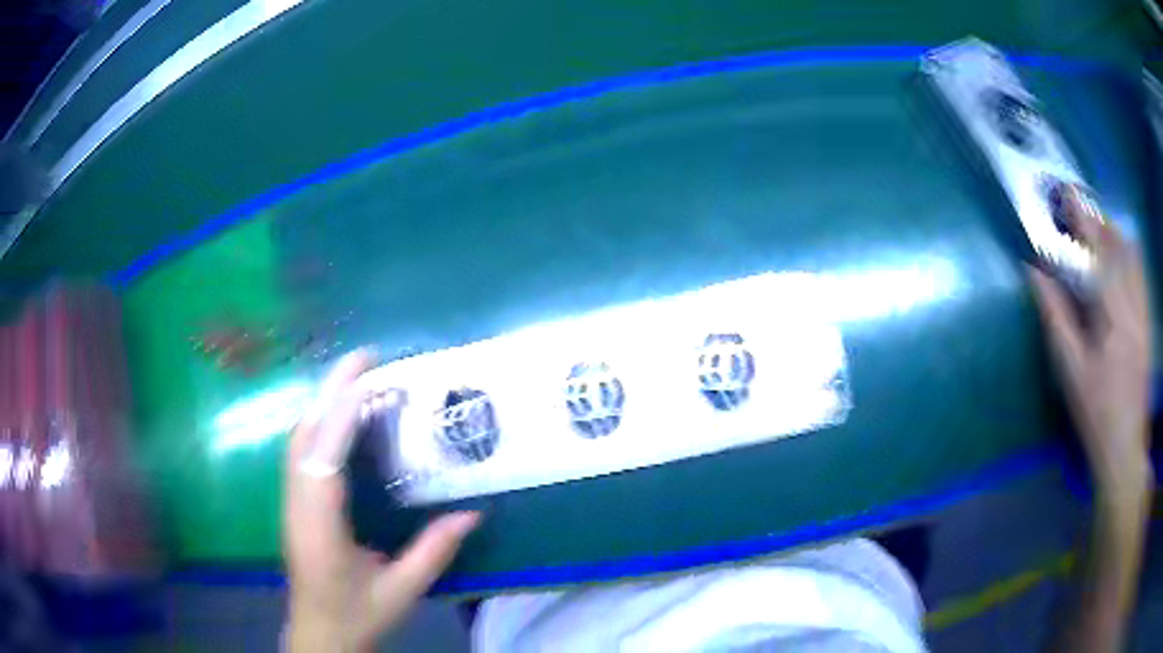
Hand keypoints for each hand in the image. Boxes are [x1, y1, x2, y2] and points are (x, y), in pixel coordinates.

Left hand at [283, 349, 479, 651]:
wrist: (319, 637)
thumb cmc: (355, 616)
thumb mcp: (401, 591)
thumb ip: (434, 551)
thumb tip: (473, 513)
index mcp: (320, 525)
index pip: (324, 455)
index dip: (342, 412)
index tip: (369, 376)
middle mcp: (298, 505)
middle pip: (303, 434)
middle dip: (329, 391)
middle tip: (365, 360)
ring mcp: (290, 504)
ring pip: (297, 440)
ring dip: (323, 404)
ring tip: (356, 381)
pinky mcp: (293, 506)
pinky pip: (300, 453)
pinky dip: (319, 425)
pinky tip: (340, 421)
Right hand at [1028, 186, 1152, 495]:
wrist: (1125, 448)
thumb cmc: (1095, 413)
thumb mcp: (1071, 370)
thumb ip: (1055, 316)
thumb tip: (1034, 271)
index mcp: (1112, 316)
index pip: (1097, 251)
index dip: (1082, 218)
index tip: (1065, 193)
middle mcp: (1133, 304)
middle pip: (1118, 246)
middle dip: (1098, 221)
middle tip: (1079, 209)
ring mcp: (1143, 312)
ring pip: (1132, 256)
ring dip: (1114, 235)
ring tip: (1097, 228)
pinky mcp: (1147, 322)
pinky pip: (1141, 274)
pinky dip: (1129, 255)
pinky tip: (1121, 255)